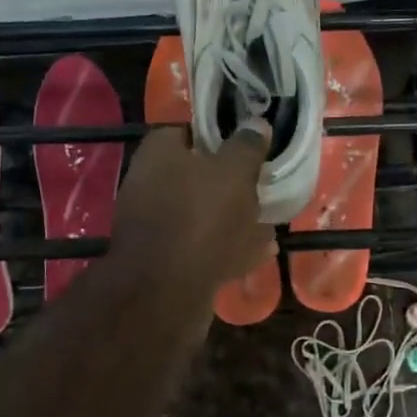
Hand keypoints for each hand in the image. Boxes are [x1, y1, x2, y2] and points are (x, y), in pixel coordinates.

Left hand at [108, 124, 275, 295]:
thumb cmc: (200, 217)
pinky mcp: (164, 262)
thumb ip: (247, 146)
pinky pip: (202, 247)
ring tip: (268, 221)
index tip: (247, 144)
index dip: (218, 135)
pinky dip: (228, 248)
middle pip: (195, 176)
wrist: (165, 292)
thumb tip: (257, 123)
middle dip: (228, 182)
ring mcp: (154, 226)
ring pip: (201, 214)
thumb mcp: (233, 172)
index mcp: (158, 154)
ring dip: (233, 218)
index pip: (187, 131)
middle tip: (261, 186)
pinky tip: (260, 252)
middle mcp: (148, 185)